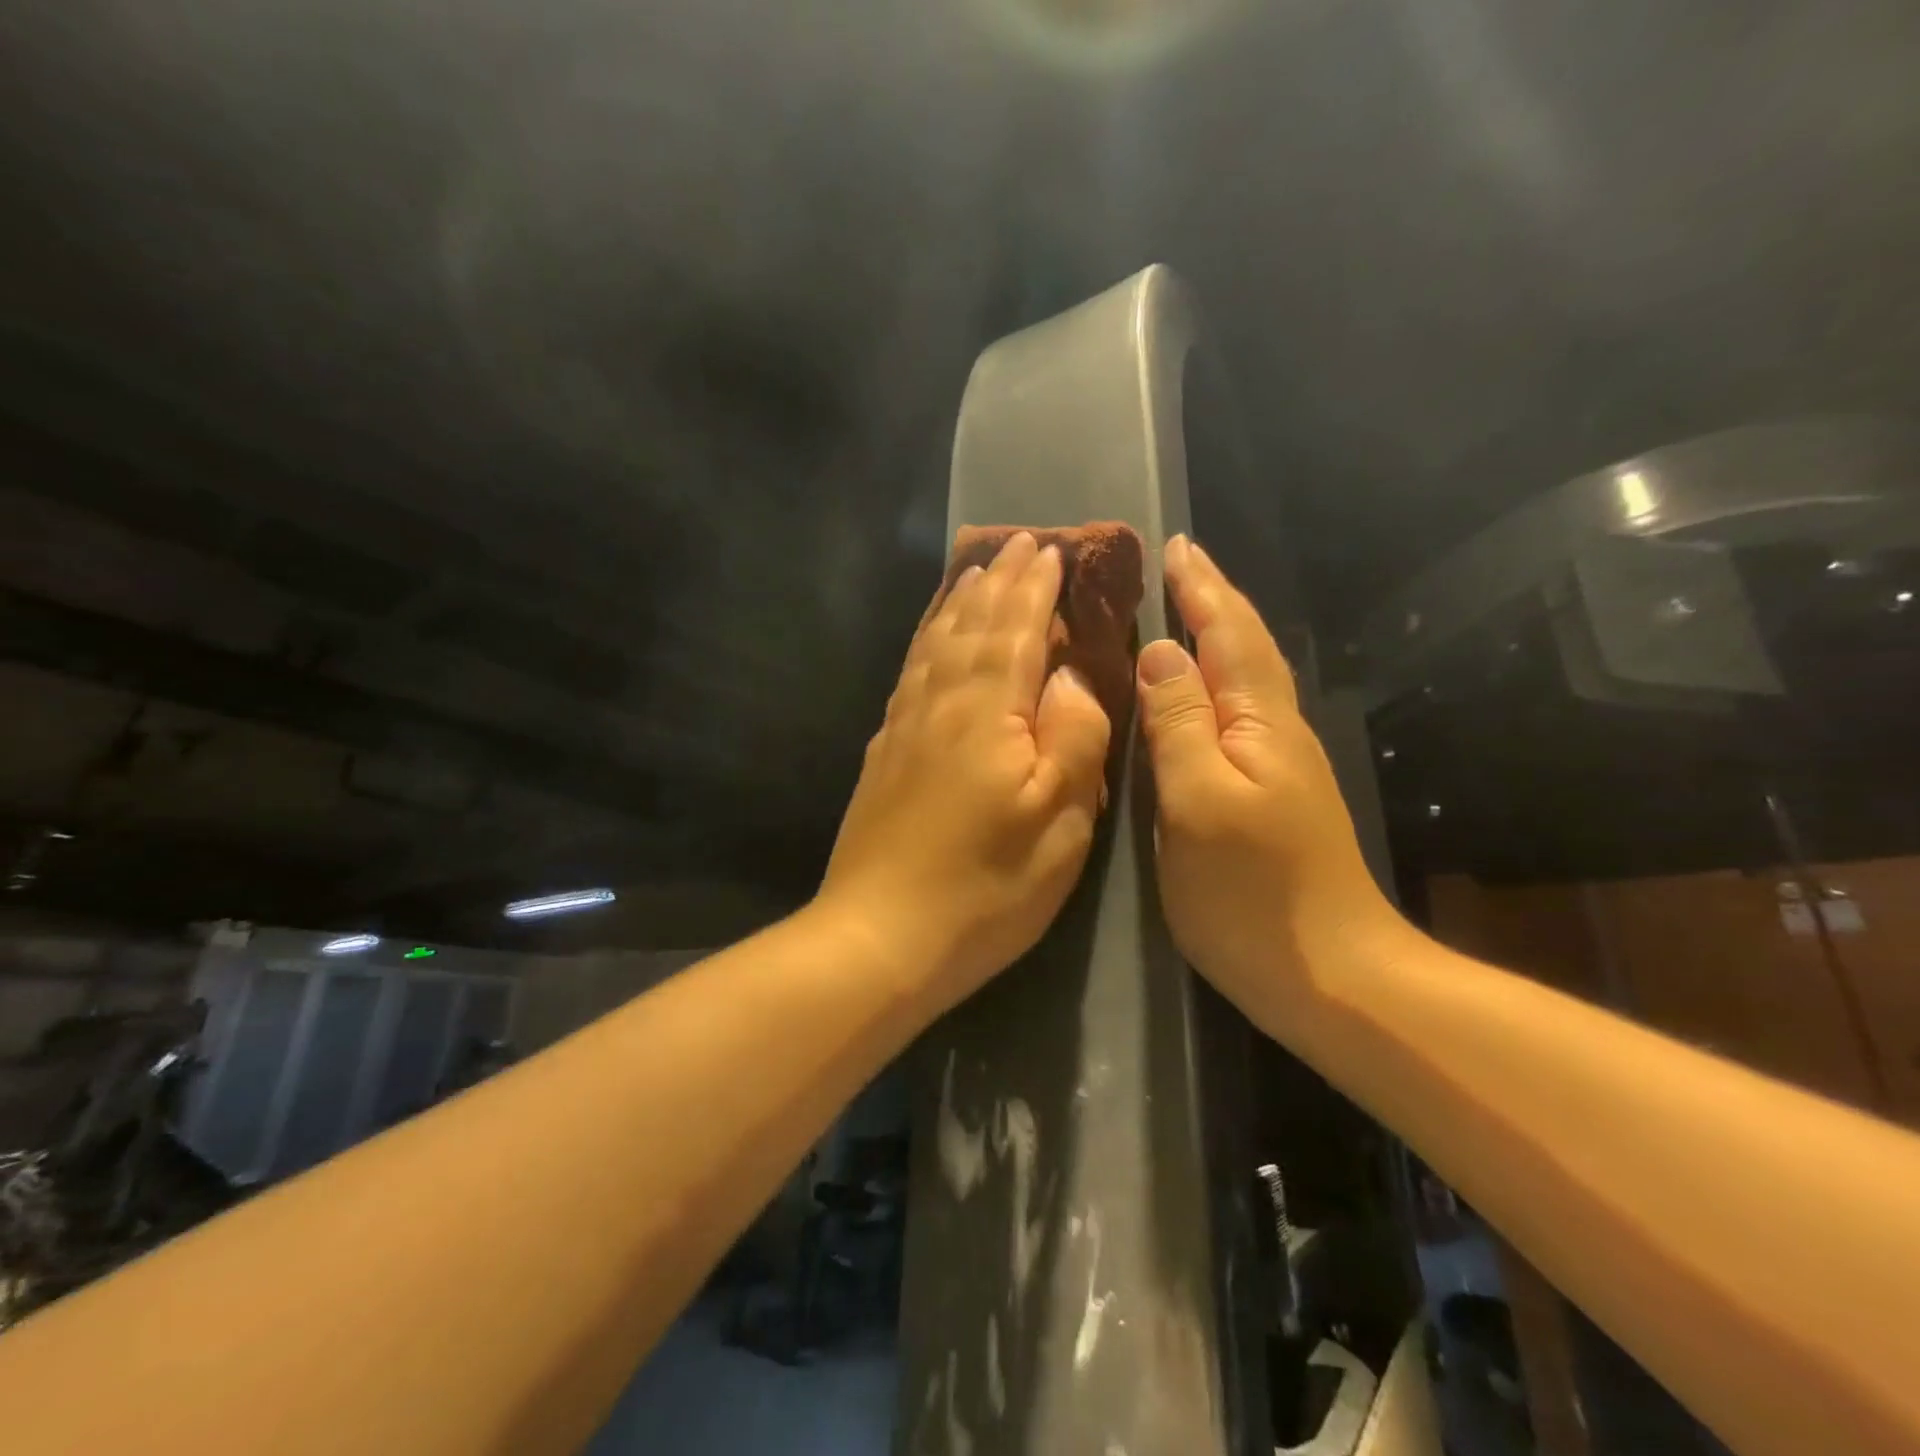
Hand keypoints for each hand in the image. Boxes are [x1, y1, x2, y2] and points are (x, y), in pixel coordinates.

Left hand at [820, 531, 1111, 1011]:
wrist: (878, 937)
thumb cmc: (985, 886)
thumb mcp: (1059, 820)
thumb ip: (1073, 736)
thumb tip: (1069, 676)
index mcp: (987, 711)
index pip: (1016, 630)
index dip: (1034, 589)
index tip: (1050, 550)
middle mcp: (939, 704)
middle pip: (970, 626)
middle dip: (998, 583)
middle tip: (1017, 545)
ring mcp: (903, 728)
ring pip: (934, 645)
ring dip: (958, 604)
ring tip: (973, 575)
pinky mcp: (883, 755)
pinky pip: (909, 675)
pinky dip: (926, 643)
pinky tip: (931, 644)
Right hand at [1136, 536, 1399, 1022]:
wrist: (1331, 975)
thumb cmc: (1253, 893)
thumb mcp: (1199, 802)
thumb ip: (1178, 722)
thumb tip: (1160, 650)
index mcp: (1259, 722)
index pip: (1228, 635)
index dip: (1201, 588)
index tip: (1174, 545)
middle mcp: (1275, 732)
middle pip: (1245, 648)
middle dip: (1213, 600)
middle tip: (1178, 564)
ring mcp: (1278, 766)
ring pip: (1244, 679)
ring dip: (1216, 635)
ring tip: (1182, 609)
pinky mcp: (1269, 796)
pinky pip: (1236, 714)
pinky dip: (1214, 682)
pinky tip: (1196, 691)